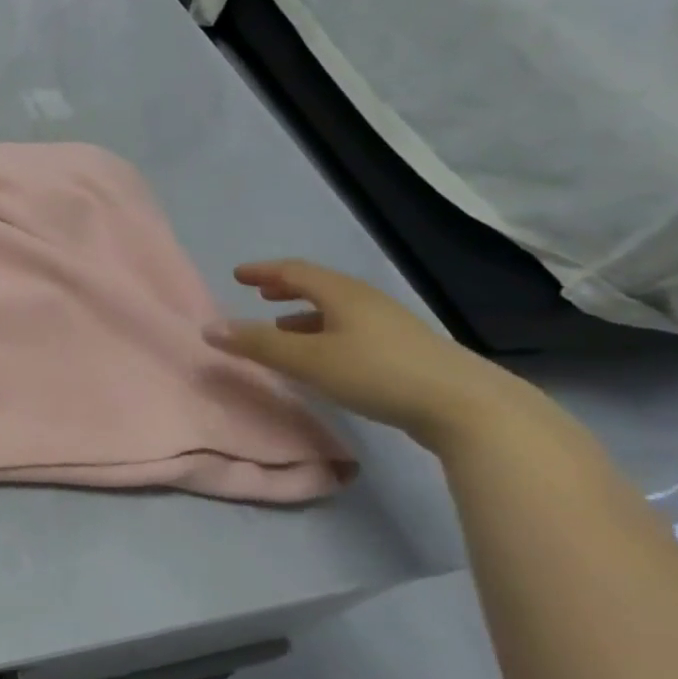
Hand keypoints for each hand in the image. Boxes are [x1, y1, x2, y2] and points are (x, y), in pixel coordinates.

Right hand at [205, 260, 534, 449]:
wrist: (467, 407)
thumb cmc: (377, 373)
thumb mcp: (308, 360)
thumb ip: (258, 344)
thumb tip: (210, 328)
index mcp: (343, 294)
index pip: (295, 271)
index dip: (263, 271)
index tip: (238, 275)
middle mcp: (367, 302)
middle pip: (319, 287)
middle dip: (286, 289)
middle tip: (260, 294)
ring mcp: (390, 326)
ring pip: (337, 311)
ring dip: (305, 315)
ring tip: (283, 328)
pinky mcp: (405, 352)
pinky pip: (351, 330)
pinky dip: (325, 334)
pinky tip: (324, 357)